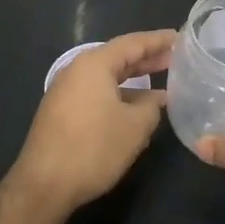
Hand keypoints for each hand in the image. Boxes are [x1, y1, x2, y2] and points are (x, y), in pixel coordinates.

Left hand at [10, 30, 174, 214]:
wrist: (44, 185)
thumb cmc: (93, 148)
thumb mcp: (135, 127)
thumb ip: (152, 106)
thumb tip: (157, 98)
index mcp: (94, 64)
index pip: (133, 43)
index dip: (158, 40)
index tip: (181, 38)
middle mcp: (77, 70)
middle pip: (118, 57)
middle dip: (148, 58)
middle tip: (176, 58)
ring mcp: (66, 91)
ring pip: (107, 77)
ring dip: (134, 79)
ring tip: (162, 83)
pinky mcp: (62, 111)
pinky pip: (96, 92)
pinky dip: (118, 94)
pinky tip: (135, 108)